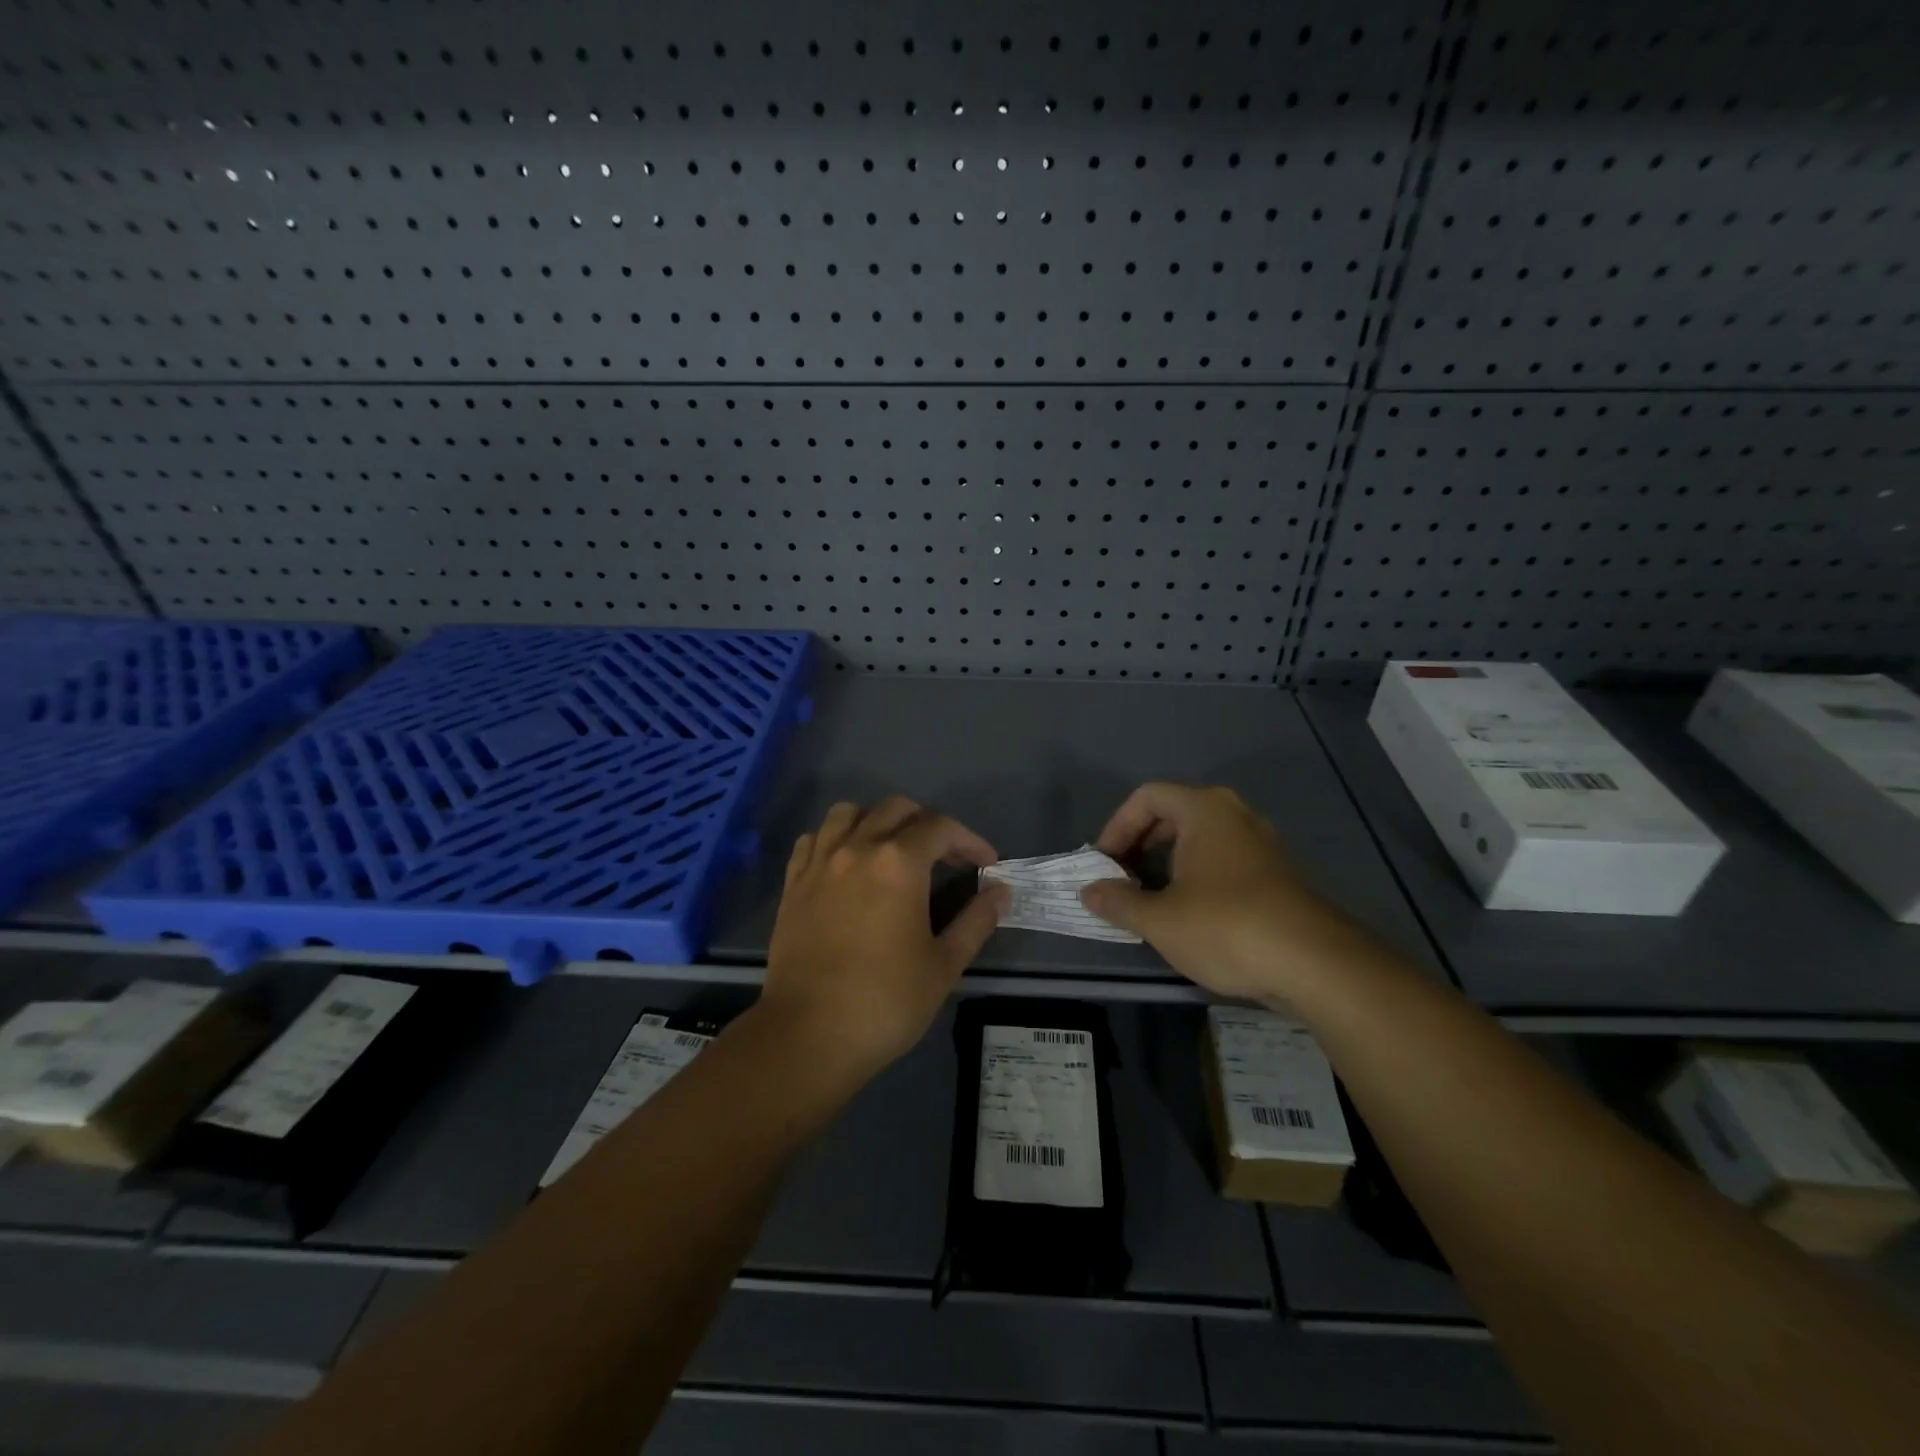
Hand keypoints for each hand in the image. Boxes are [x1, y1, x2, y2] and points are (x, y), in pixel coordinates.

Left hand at [763, 797, 1009, 1077]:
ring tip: (892, 850)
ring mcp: (819, 863)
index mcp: (898, 862)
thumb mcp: (944, 964)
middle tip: (945, 857)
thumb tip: (1001, 891)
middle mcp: (857, 848)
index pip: (941, 827)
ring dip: (877, 820)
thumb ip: (976, 921)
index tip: (985, 864)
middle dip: (927, 823)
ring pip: (848, 813)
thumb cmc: (886, 1001)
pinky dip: (835, 839)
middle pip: (896, 809)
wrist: (808, 1034)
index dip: (969, 840)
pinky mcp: (793, 884)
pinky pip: (814, 839)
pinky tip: (847, 864)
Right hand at [1079, 783, 1363, 1004]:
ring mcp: (1262, 844)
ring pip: (1201, 839)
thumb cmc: (1226, 926)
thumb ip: (1118, 902)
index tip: (1105, 863)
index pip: (1147, 797)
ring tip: (1150, 899)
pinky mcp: (1278, 874)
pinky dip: (1197, 876)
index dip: (1117, 826)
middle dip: (1141, 844)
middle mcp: (1235, 815)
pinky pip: (1224, 860)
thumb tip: (1089, 892)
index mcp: (1204, 809)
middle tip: (1123, 879)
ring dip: (1168, 863)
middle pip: (1174, 814)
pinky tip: (1190, 914)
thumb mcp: (1160, 919)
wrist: (1315, 965)